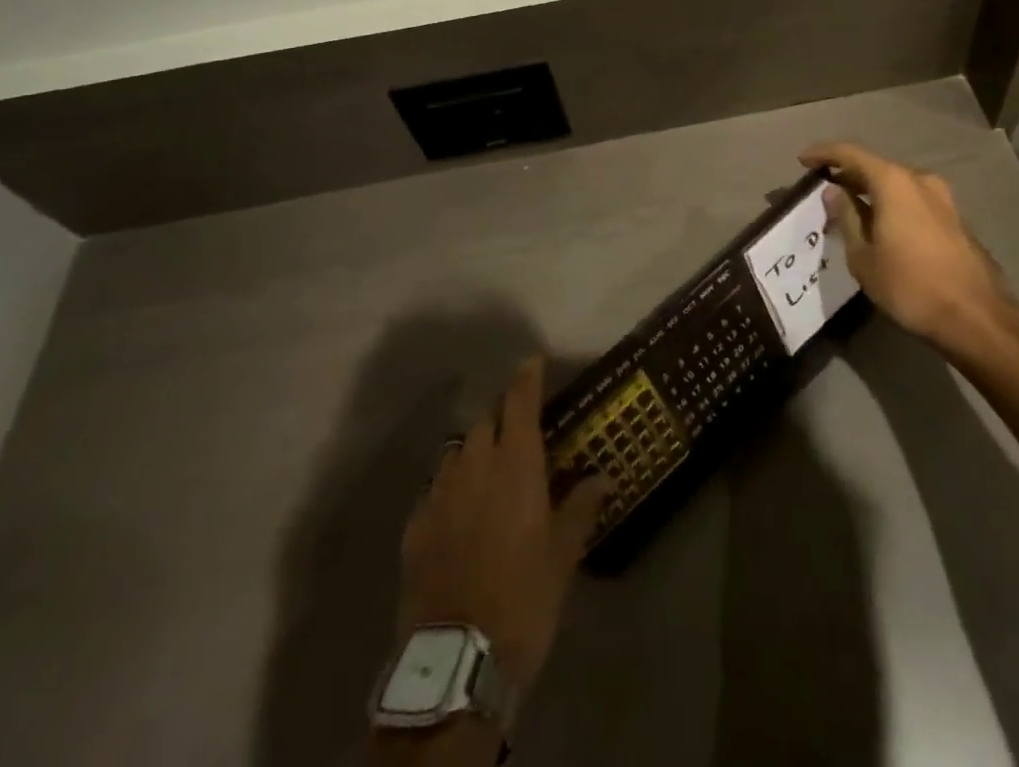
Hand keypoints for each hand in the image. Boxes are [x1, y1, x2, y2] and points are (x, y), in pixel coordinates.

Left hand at [396, 357, 610, 692]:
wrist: (457, 658)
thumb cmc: (523, 597)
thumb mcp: (563, 555)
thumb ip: (581, 506)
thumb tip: (604, 476)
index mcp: (515, 464)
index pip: (519, 402)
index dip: (526, 377)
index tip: (532, 361)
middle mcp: (473, 465)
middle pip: (485, 421)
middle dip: (501, 417)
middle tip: (518, 430)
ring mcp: (439, 493)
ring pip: (457, 452)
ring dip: (474, 450)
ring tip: (488, 469)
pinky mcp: (415, 525)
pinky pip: (435, 489)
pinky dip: (451, 488)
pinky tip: (459, 511)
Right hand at [800, 141, 1018, 348]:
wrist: (976, 317)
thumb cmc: (910, 286)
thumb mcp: (863, 256)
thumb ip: (846, 218)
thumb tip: (834, 191)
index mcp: (893, 182)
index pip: (851, 154)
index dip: (824, 153)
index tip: (802, 160)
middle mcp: (919, 180)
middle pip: (875, 166)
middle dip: (847, 174)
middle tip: (823, 189)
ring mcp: (942, 198)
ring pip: (896, 184)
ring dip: (870, 191)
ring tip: (849, 209)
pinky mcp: (954, 218)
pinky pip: (912, 199)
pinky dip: (891, 204)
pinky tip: (879, 224)